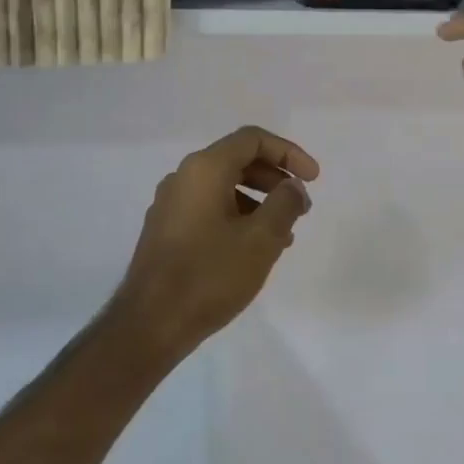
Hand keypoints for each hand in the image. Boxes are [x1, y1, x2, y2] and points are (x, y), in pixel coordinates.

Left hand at [114, 126, 319, 356]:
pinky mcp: (166, 230)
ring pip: (224, 186)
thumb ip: (285, 203)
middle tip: (301, 206)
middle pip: (237, 160)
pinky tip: (253, 249)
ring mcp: (170, 204)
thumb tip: (291, 186)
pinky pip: (209, 208)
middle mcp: (183, 177)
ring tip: (283, 234)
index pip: (252, 139)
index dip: (289, 153)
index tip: (313, 180)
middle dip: (275, 178)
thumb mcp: (261, 239)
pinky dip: (237, 216)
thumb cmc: (210, 275)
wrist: (150, 325)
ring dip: (259, 201)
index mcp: (204, 169)